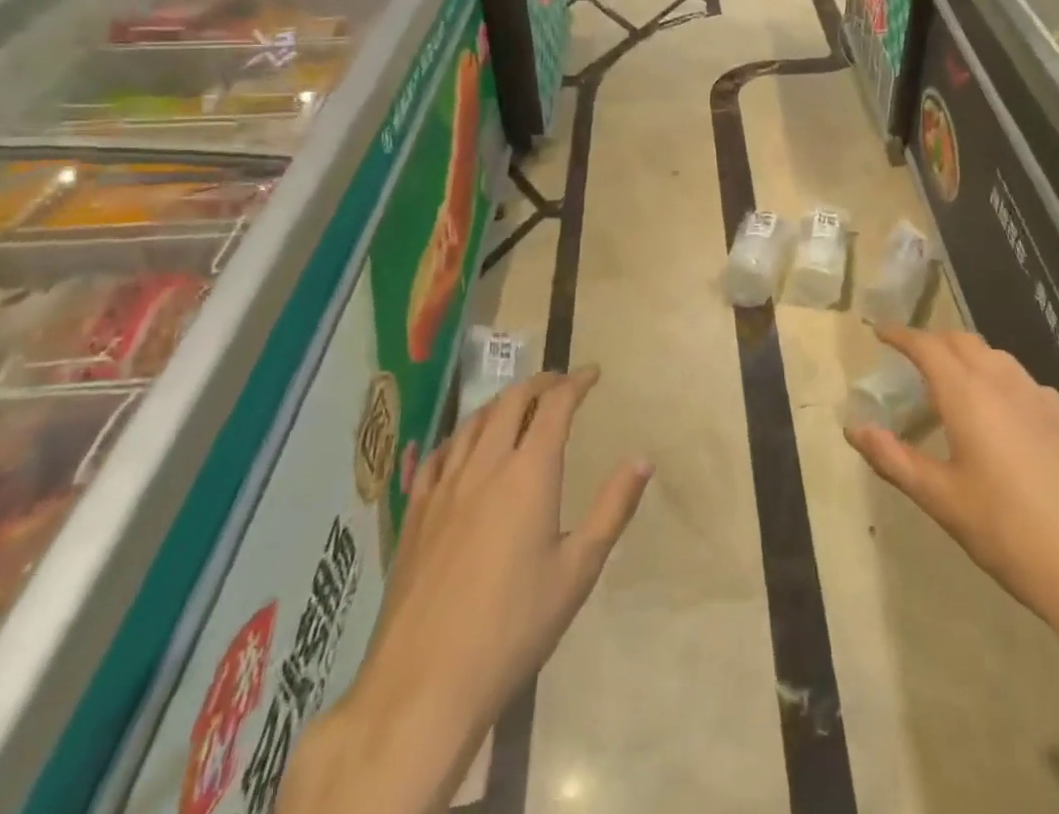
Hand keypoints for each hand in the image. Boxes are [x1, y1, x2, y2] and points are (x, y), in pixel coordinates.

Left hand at [280, 367, 650, 813]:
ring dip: (500, 403)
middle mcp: (485, 467)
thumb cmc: (514, 627)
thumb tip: (643, 459)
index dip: (576, 382)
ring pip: (472, 423)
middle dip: (539, 383)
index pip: (554, 406)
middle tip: (559, 383)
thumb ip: (612, 509)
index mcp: (529, 474)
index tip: (593, 373)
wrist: (424, 684)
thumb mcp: (577, 571)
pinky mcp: (415, 514)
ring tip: (517, 403)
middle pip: (511, 402)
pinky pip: (437, 455)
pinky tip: (462, 446)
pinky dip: (460, 435)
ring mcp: (443, 488)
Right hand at [843, 328, 1058, 684]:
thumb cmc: (1008, 532)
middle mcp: (1004, 382)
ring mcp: (1041, 399)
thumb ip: (893, 458)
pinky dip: (998, 377)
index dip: (901, 334)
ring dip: (967, 356)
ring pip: (996, 357)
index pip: (927, 346)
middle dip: (933, 340)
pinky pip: (1023, 380)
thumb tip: (853, 428)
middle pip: (963, 342)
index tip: (880, 331)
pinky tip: (1001, 411)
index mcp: (968, 394)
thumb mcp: (941, 499)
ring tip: (951, 379)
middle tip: (910, 356)